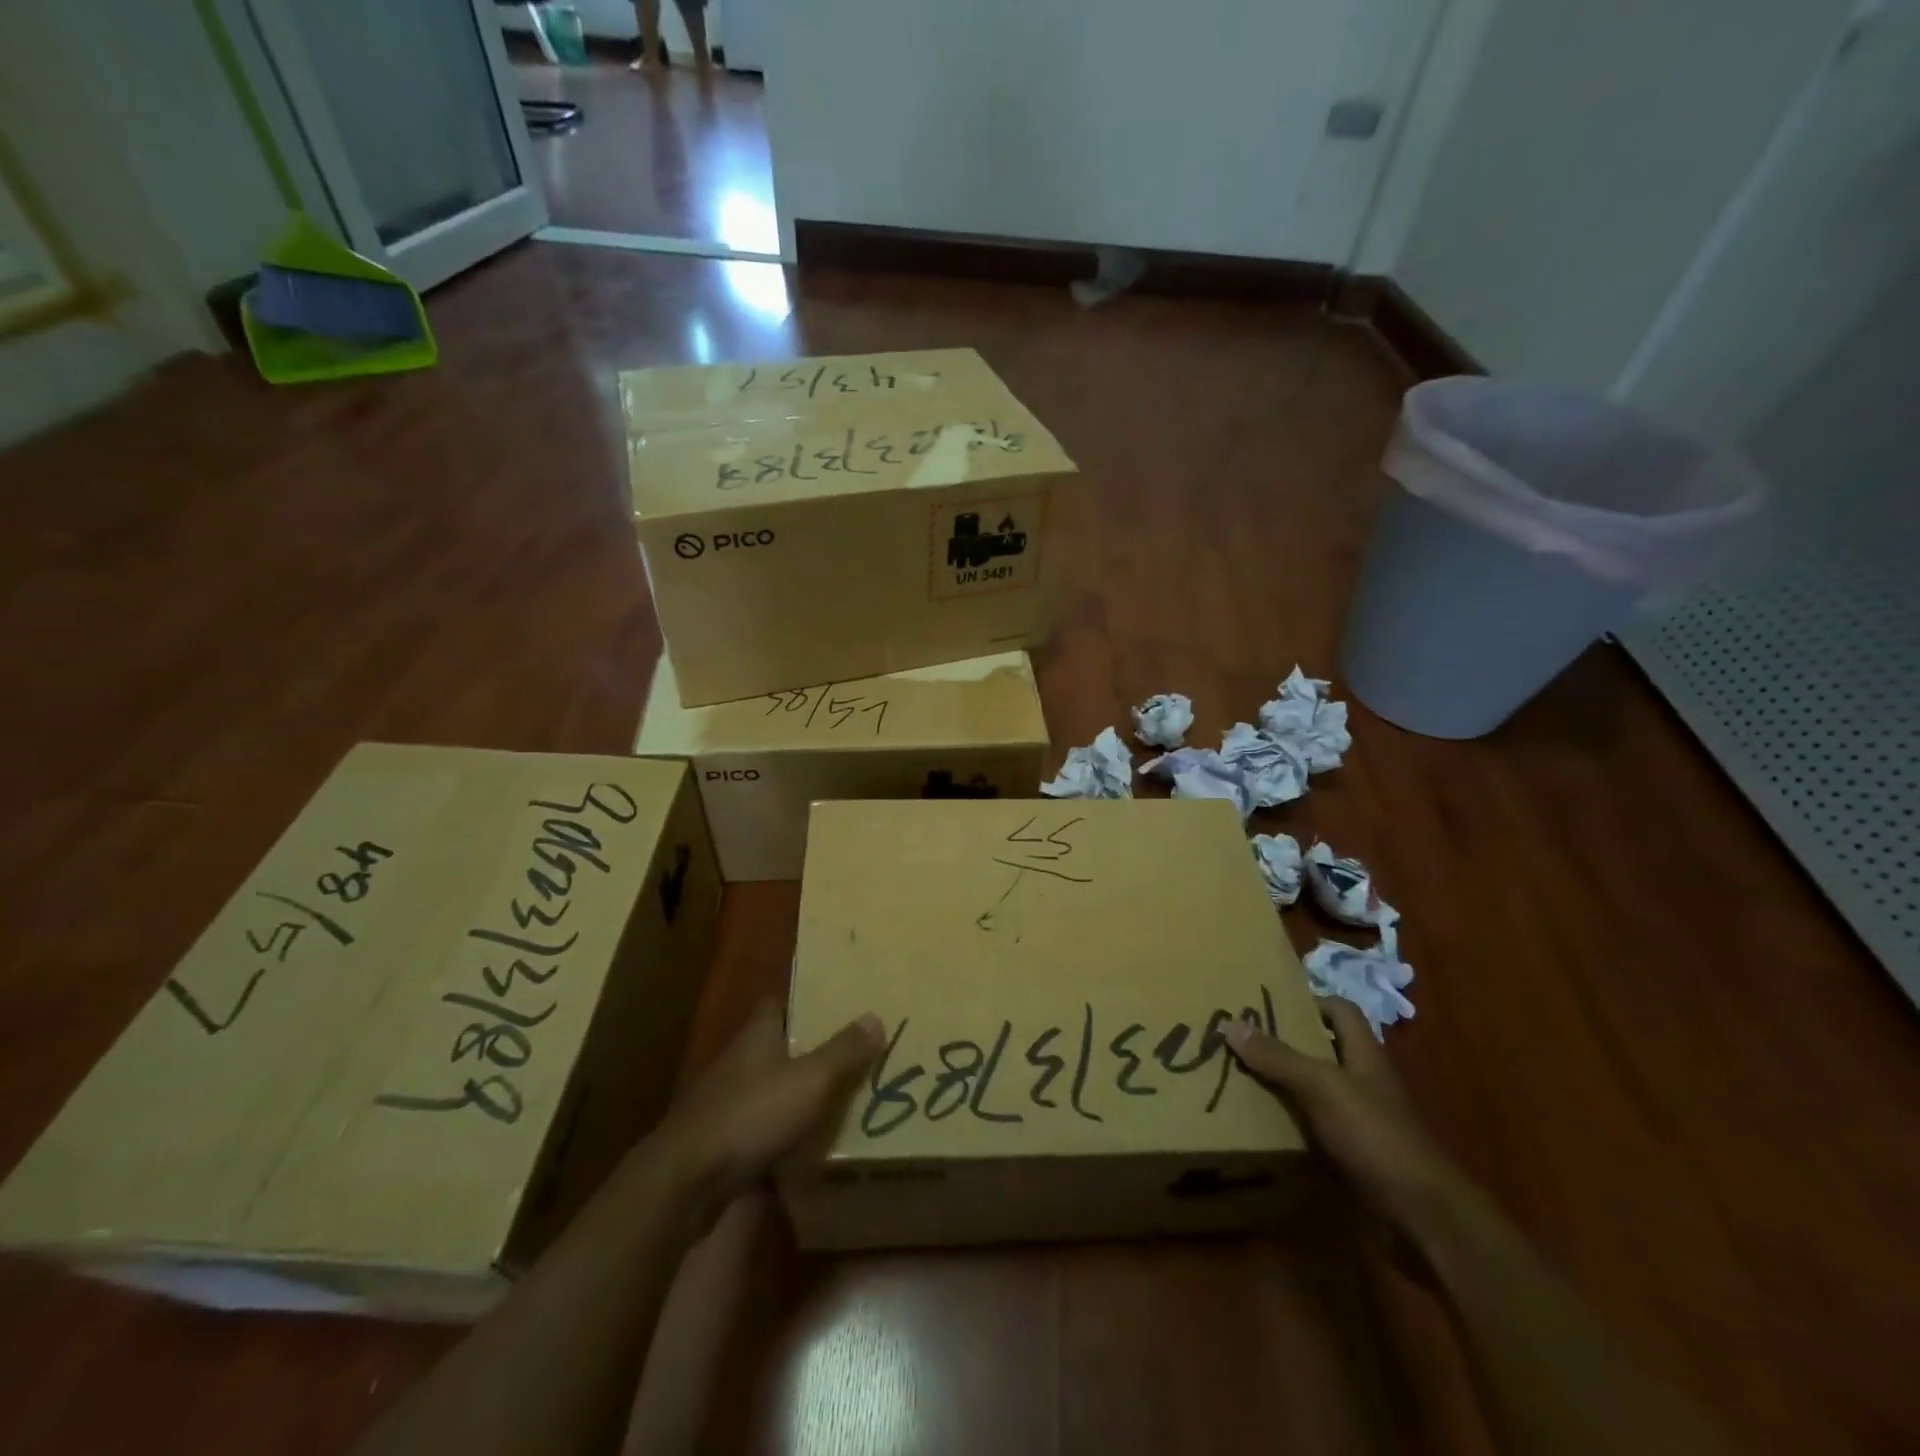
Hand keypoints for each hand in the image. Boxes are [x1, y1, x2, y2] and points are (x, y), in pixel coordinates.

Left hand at [656, 999, 883, 1208]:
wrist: (687, 1182)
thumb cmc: (752, 1115)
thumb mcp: (811, 1080)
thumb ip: (844, 1051)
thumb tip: (875, 1017)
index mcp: (757, 1036)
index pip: (777, 1006)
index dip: (805, 1006)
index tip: (835, 1012)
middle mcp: (738, 1062)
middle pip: (776, 1048)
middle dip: (807, 1054)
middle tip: (850, 1060)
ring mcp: (724, 1104)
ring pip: (768, 1091)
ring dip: (794, 1097)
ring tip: (838, 1104)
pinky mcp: (719, 1144)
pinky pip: (758, 1130)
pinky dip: (780, 1136)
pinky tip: (807, 1150)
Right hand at [1224, 998, 1471, 1237]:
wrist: (1424, 1218)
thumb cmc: (1376, 1136)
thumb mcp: (1323, 1087)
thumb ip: (1279, 1057)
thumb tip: (1231, 1023)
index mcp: (1364, 1055)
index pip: (1340, 1011)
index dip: (1309, 1001)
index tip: (1267, 1002)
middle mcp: (1362, 1082)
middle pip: (1321, 1050)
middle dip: (1283, 1043)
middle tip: (1239, 1039)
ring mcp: (1359, 1121)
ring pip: (1313, 1091)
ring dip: (1281, 1085)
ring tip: (1237, 1077)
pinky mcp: (1352, 1156)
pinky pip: (1313, 1130)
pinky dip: (1288, 1125)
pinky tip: (1258, 1125)